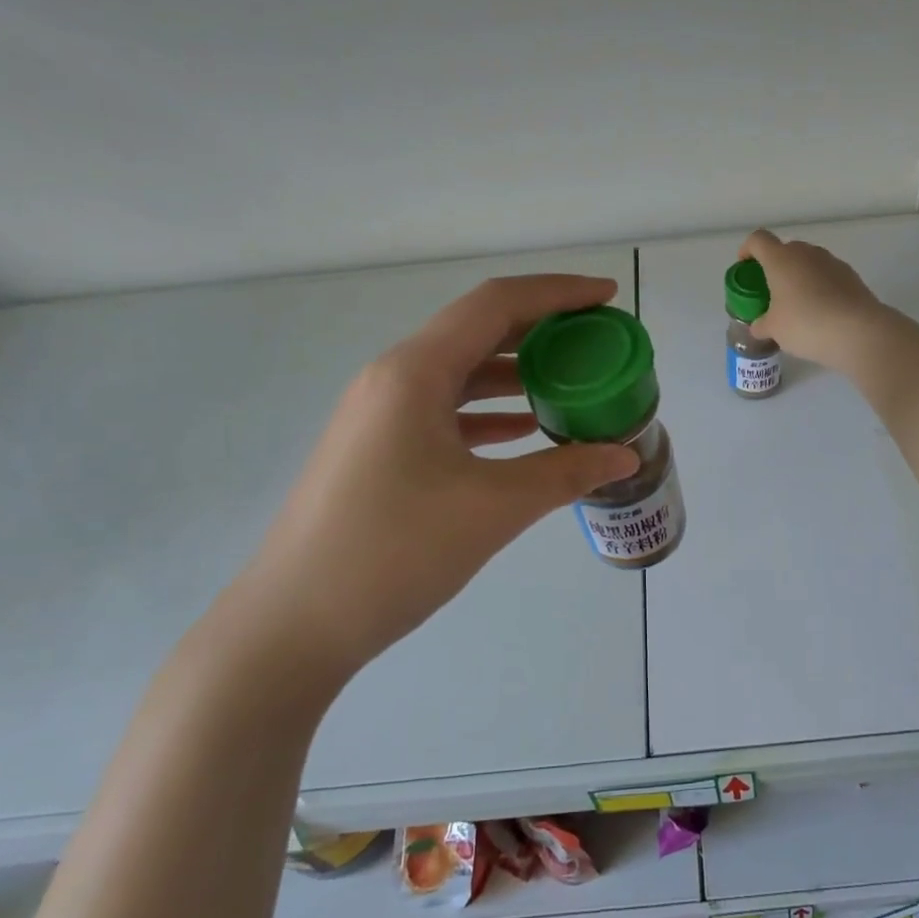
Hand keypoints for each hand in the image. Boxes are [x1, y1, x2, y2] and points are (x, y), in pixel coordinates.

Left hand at [230, 275, 639, 681]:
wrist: (294, 624)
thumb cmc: (395, 551)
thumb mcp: (493, 508)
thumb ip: (565, 474)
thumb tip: (624, 456)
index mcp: (414, 372)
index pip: (496, 304)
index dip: (558, 293)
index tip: (608, 297)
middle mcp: (393, 378)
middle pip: (478, 331)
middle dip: (542, 330)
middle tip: (596, 340)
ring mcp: (380, 415)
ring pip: (460, 372)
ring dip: (516, 372)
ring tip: (571, 384)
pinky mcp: (378, 448)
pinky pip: (444, 409)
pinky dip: (488, 411)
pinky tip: (523, 431)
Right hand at [739, 229, 886, 368]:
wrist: (859, 332)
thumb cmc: (806, 324)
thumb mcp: (774, 330)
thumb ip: (761, 324)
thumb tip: (759, 326)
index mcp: (781, 259)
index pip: (758, 240)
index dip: (747, 250)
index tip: (745, 267)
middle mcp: (806, 253)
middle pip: (785, 250)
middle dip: (776, 267)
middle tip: (771, 292)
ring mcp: (832, 262)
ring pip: (808, 263)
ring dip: (799, 277)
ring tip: (797, 305)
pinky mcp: (851, 275)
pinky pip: (827, 276)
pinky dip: (820, 287)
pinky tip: (821, 312)